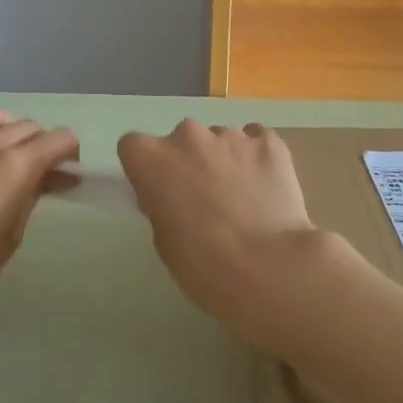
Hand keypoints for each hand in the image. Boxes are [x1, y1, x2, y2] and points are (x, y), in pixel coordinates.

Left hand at [0, 100, 78, 339]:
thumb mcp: (11, 236)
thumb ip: (33, 195)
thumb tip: (55, 176)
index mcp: (13, 168)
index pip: (58, 139)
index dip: (68, 153)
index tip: (65, 171)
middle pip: (25, 126)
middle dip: (39, 144)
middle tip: (36, 170)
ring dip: (4, 126)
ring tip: (3, 147)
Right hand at [117, 120, 351, 349]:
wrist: (268, 267)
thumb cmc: (204, 264)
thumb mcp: (164, 240)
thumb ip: (161, 205)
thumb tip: (174, 196)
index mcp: (151, 158)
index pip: (134, 147)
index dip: (146, 168)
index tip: (159, 191)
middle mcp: (187, 136)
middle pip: (181, 140)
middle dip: (189, 162)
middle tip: (204, 197)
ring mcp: (230, 135)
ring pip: (220, 140)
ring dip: (224, 160)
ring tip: (243, 197)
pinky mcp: (269, 142)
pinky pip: (256, 140)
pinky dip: (256, 157)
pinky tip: (265, 185)